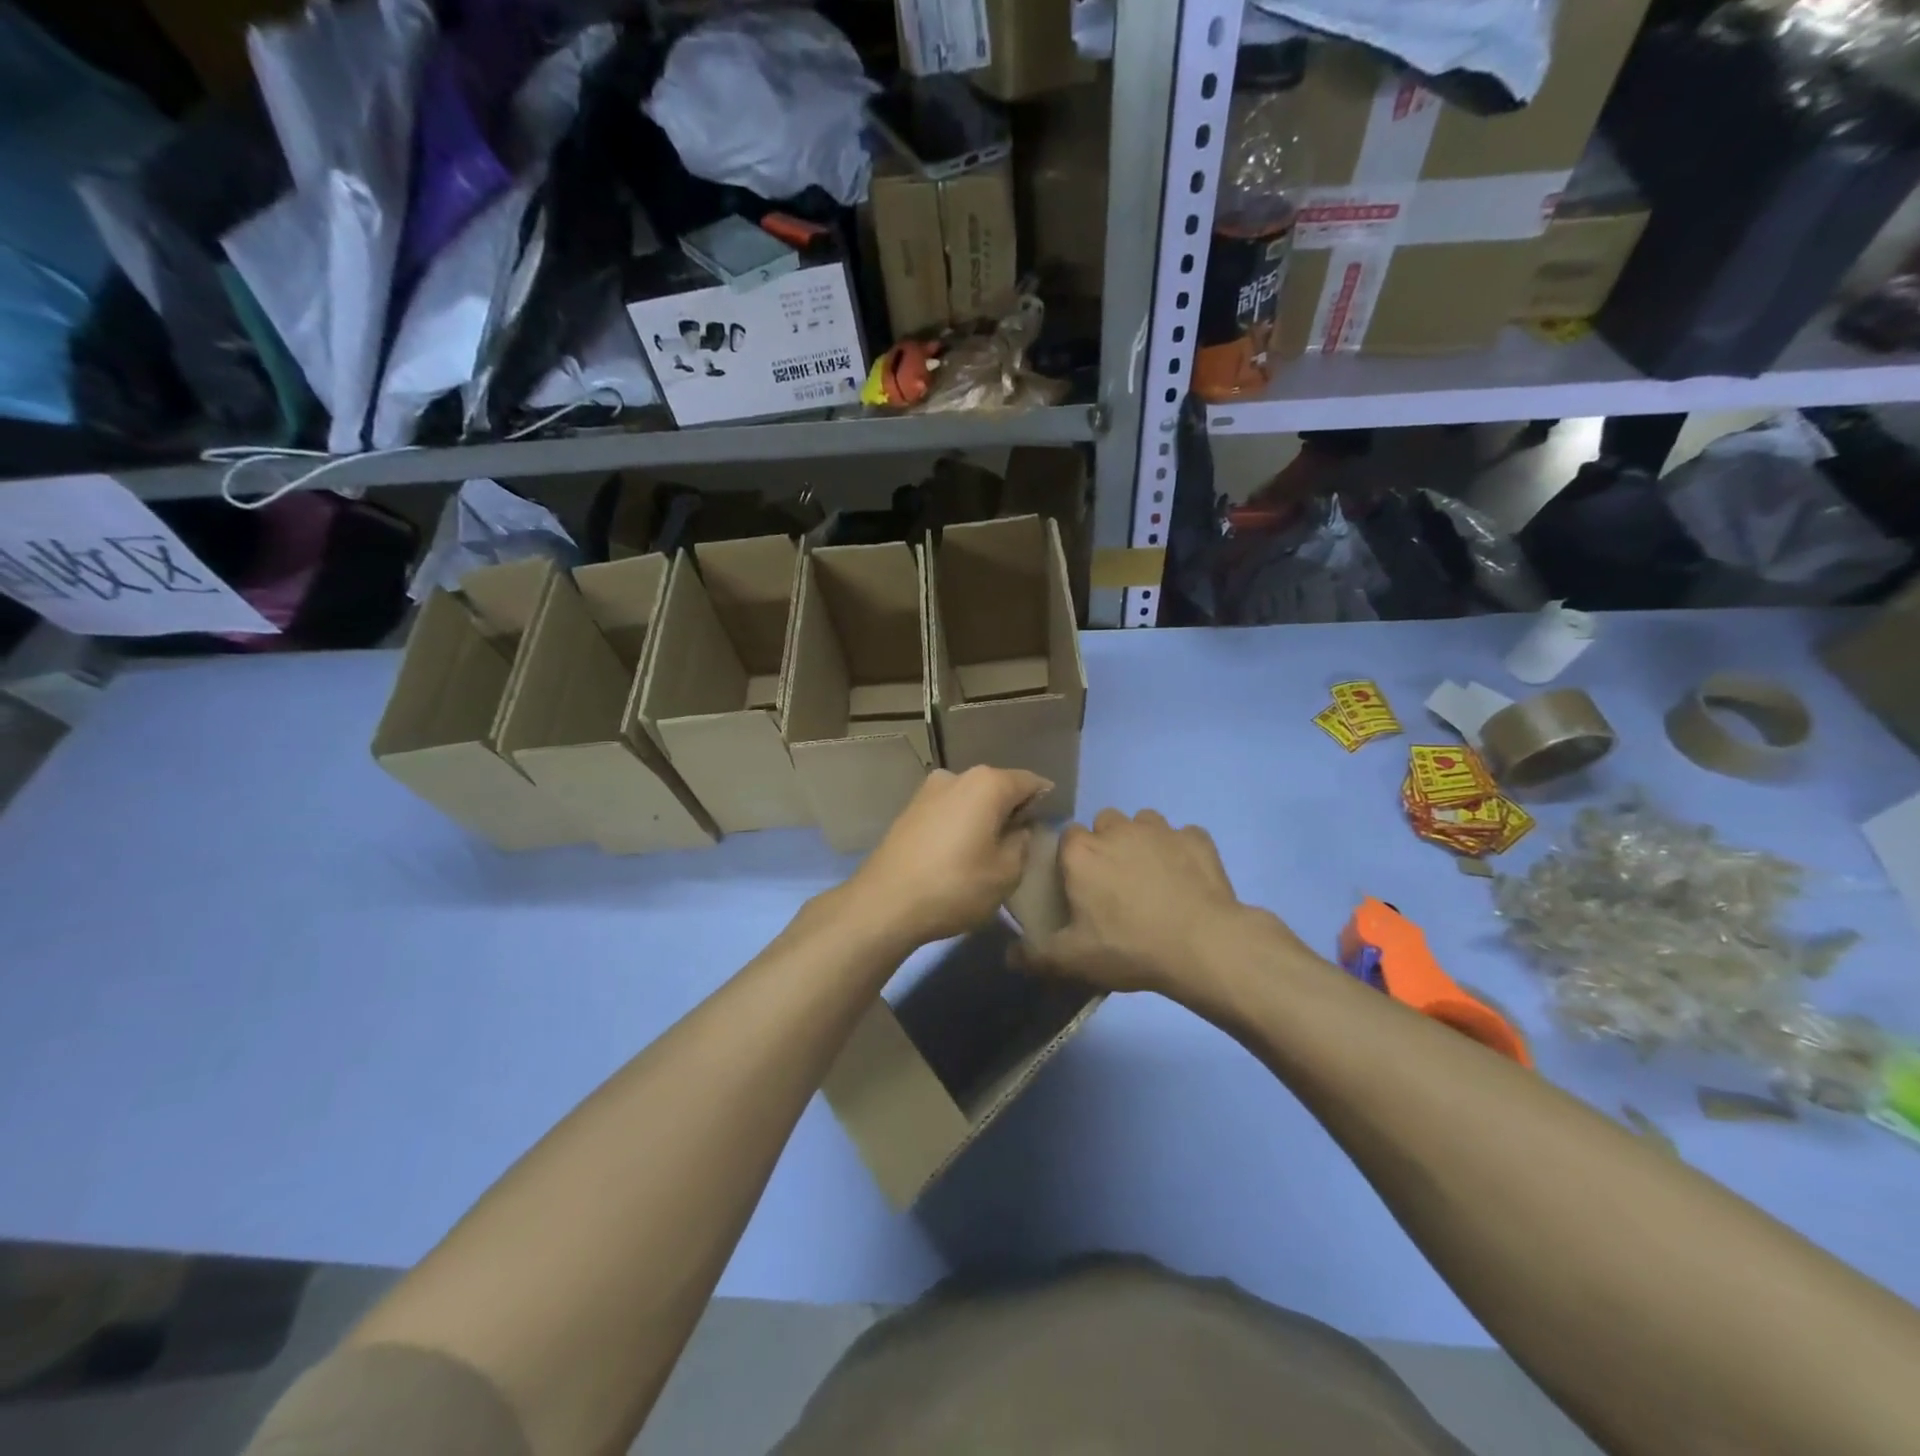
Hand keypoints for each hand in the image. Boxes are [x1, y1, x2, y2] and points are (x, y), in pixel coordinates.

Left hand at [842, 766, 1051, 947]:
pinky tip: (960, 853)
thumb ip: (1022, 843)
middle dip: (1012, 809)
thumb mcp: (1006, 872)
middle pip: (998, 787)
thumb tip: (1018, 828)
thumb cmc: (955, 886)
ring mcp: (928, 791)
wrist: (884, 903)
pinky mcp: (909, 810)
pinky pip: (949, 810)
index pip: (1030, 782)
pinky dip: (960, 824)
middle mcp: (957, 776)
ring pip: (971, 798)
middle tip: (1021, 843)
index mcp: (987, 783)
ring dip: (983, 817)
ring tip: (989, 852)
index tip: (1048, 826)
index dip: (1045, 802)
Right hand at [1018, 809, 1306, 1007]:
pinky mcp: (1197, 838)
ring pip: (1144, 822)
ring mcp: (1161, 830)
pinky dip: (1182, 851)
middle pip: (1105, 823)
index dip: (1073, 859)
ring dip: (1143, 841)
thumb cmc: (1129, 947)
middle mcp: (1118, 829)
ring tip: (1152, 877)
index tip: (1081, 885)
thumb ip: (1035, 956)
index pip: (1067, 837)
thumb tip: (1008, 956)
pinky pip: (1184, 836)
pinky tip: (1187, 878)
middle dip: (1107, 843)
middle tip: (1116, 883)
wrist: (1202, 945)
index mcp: (1082, 851)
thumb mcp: (1073, 960)